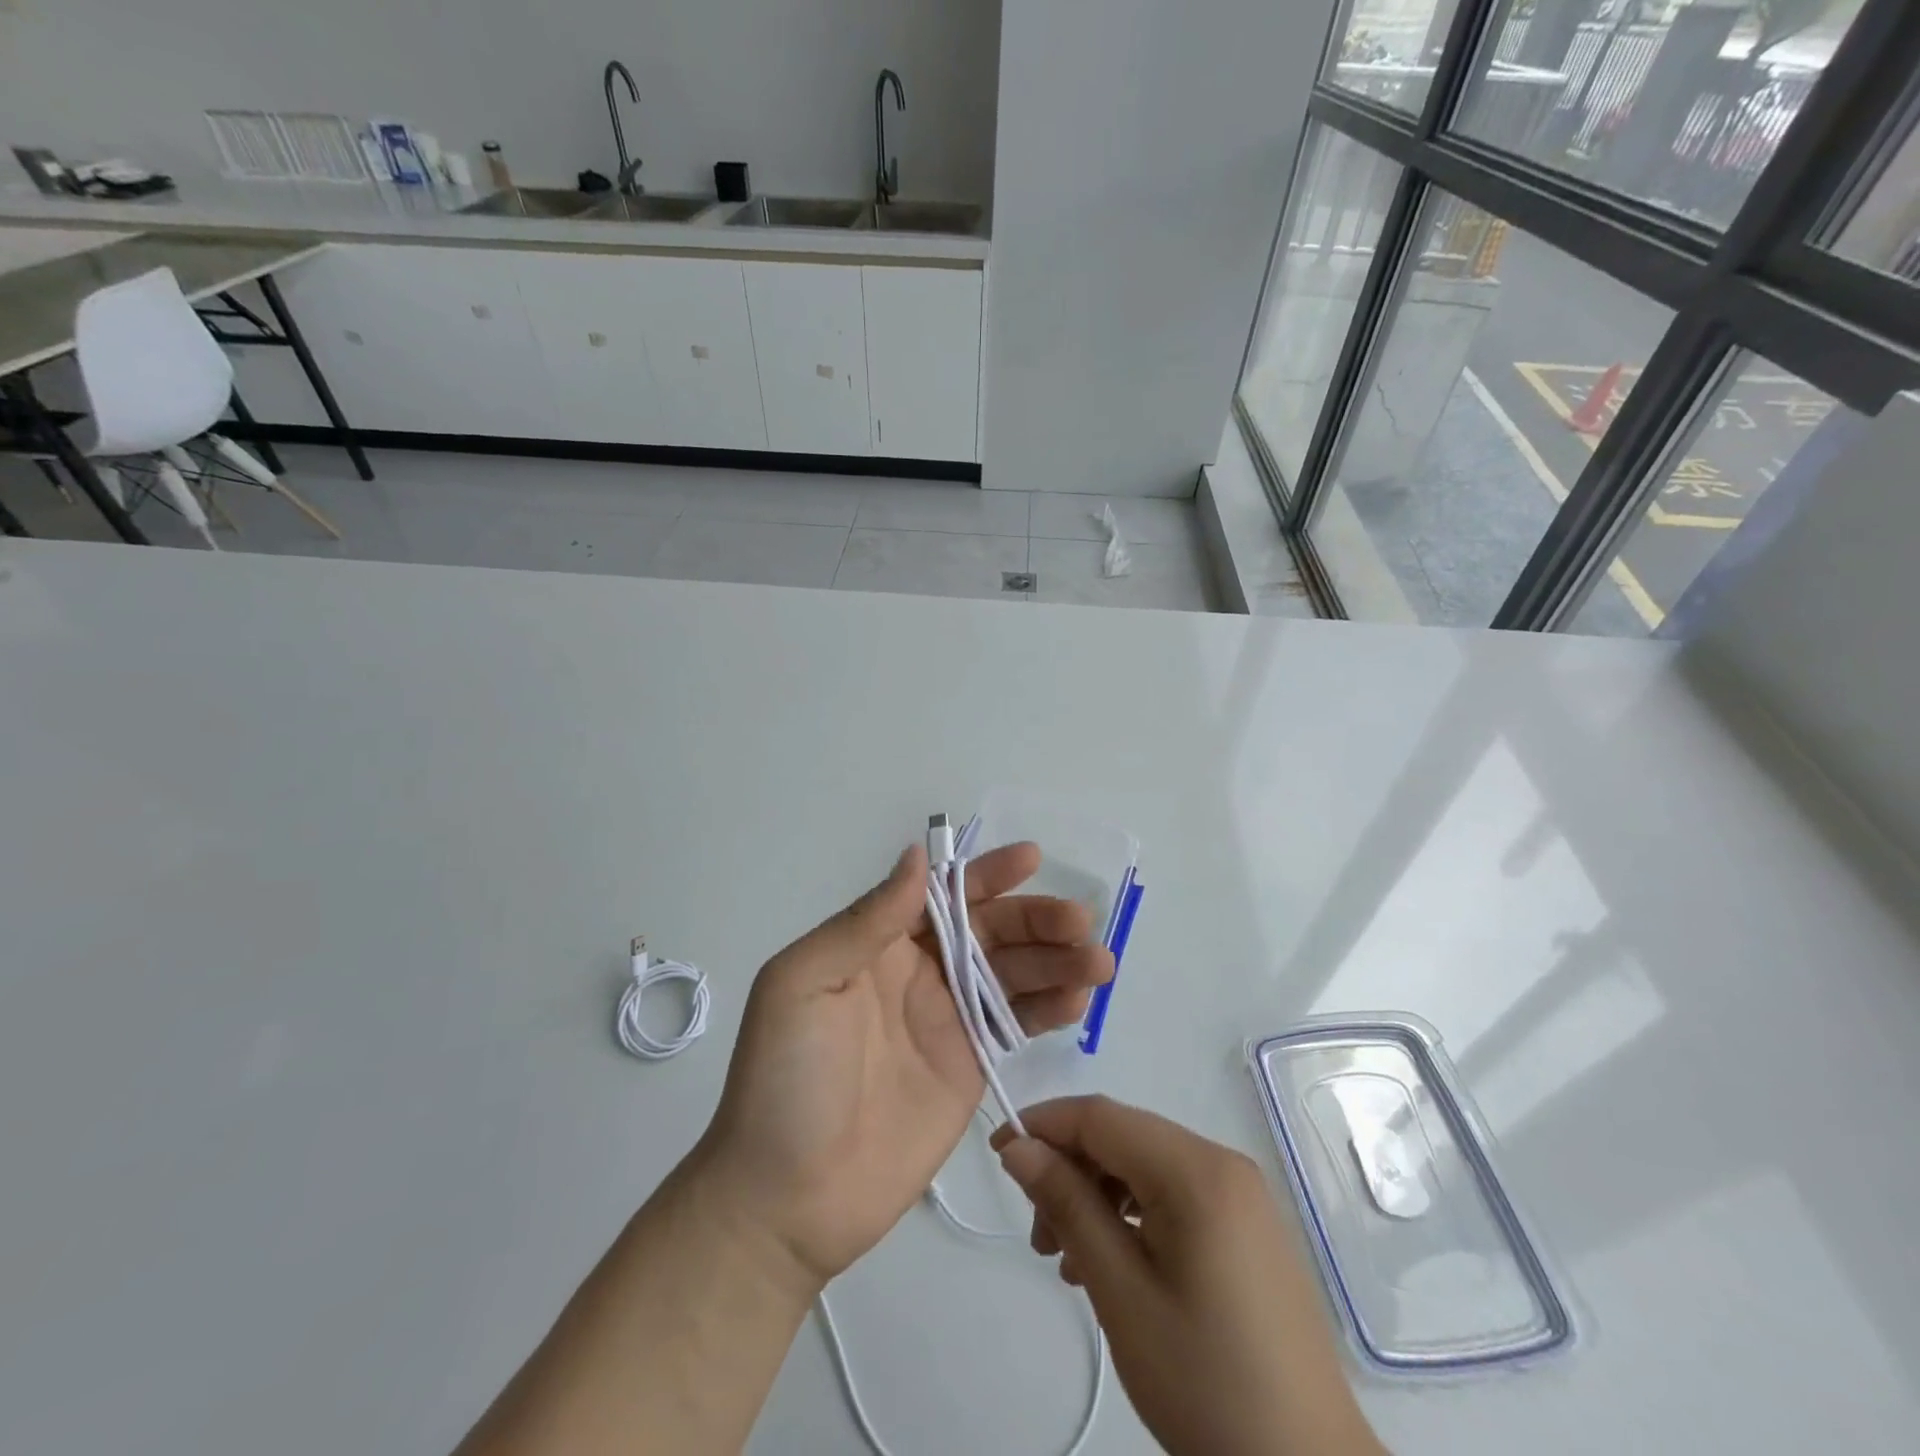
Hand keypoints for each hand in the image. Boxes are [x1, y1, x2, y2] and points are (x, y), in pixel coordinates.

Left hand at [693, 842, 1113, 1289]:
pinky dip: (1049, 1008)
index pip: (940, 894)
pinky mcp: (969, 1067)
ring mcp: (946, 1020)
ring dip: (1056, 961)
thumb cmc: (785, 1081)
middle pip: (988, 931)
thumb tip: (916, 857)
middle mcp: (917, 972)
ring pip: (1011, 974)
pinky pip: (1015, 1024)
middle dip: (1035, 920)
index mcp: (877, 944)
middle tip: (1080, 922)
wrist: (786, 1201)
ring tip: (1098, 960)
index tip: (1031, 860)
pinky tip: (1078, 999)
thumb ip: (865, 922)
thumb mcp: (803, 984)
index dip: (985, 875)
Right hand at [993, 1096, 1384, 1455]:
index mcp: (1197, 1169)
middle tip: (1039, 1236)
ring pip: (1144, 1164)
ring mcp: (1240, 1193)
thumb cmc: (1206, 1383)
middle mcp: (1222, 1162)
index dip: (1043, 1124)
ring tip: (1068, 1260)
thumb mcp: (1121, 1293)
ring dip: (1096, 1194)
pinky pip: (1172, 1192)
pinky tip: (1112, 1263)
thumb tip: (1019, 1147)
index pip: (1101, 1116)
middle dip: (1069, 1169)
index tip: (998, 1155)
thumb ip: (1067, 1206)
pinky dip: (1131, 1212)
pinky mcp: (1245, 1224)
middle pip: (1122, 1136)